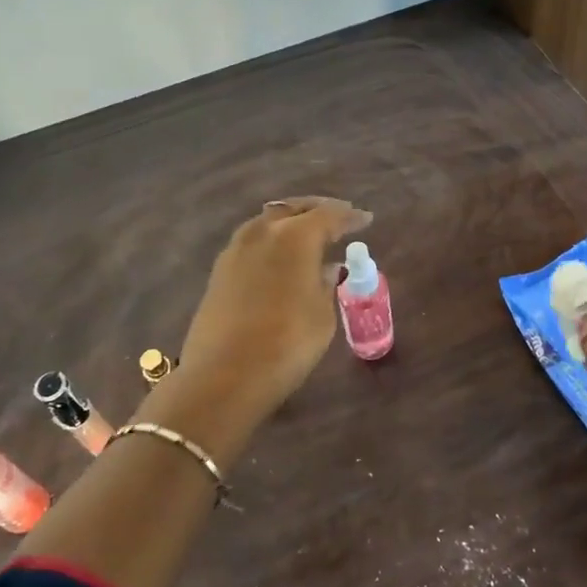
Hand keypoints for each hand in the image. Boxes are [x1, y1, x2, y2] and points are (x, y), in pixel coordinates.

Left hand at [157, 197, 371, 455]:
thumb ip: (327, 284)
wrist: (223, 377)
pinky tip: (282, 257)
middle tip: (338, 218)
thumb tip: (328, 268)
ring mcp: (236, 250)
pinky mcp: (220, 271)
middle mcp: (262, 232)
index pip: (328, 215)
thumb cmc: (286, 344)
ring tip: (310, 235)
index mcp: (294, 237)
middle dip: (318, 210)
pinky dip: (273, 240)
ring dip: (291, 222)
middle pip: (294, 209)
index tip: (366, 219)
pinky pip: (253, 241)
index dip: (350, 216)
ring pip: (269, 222)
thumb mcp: (322, 315)